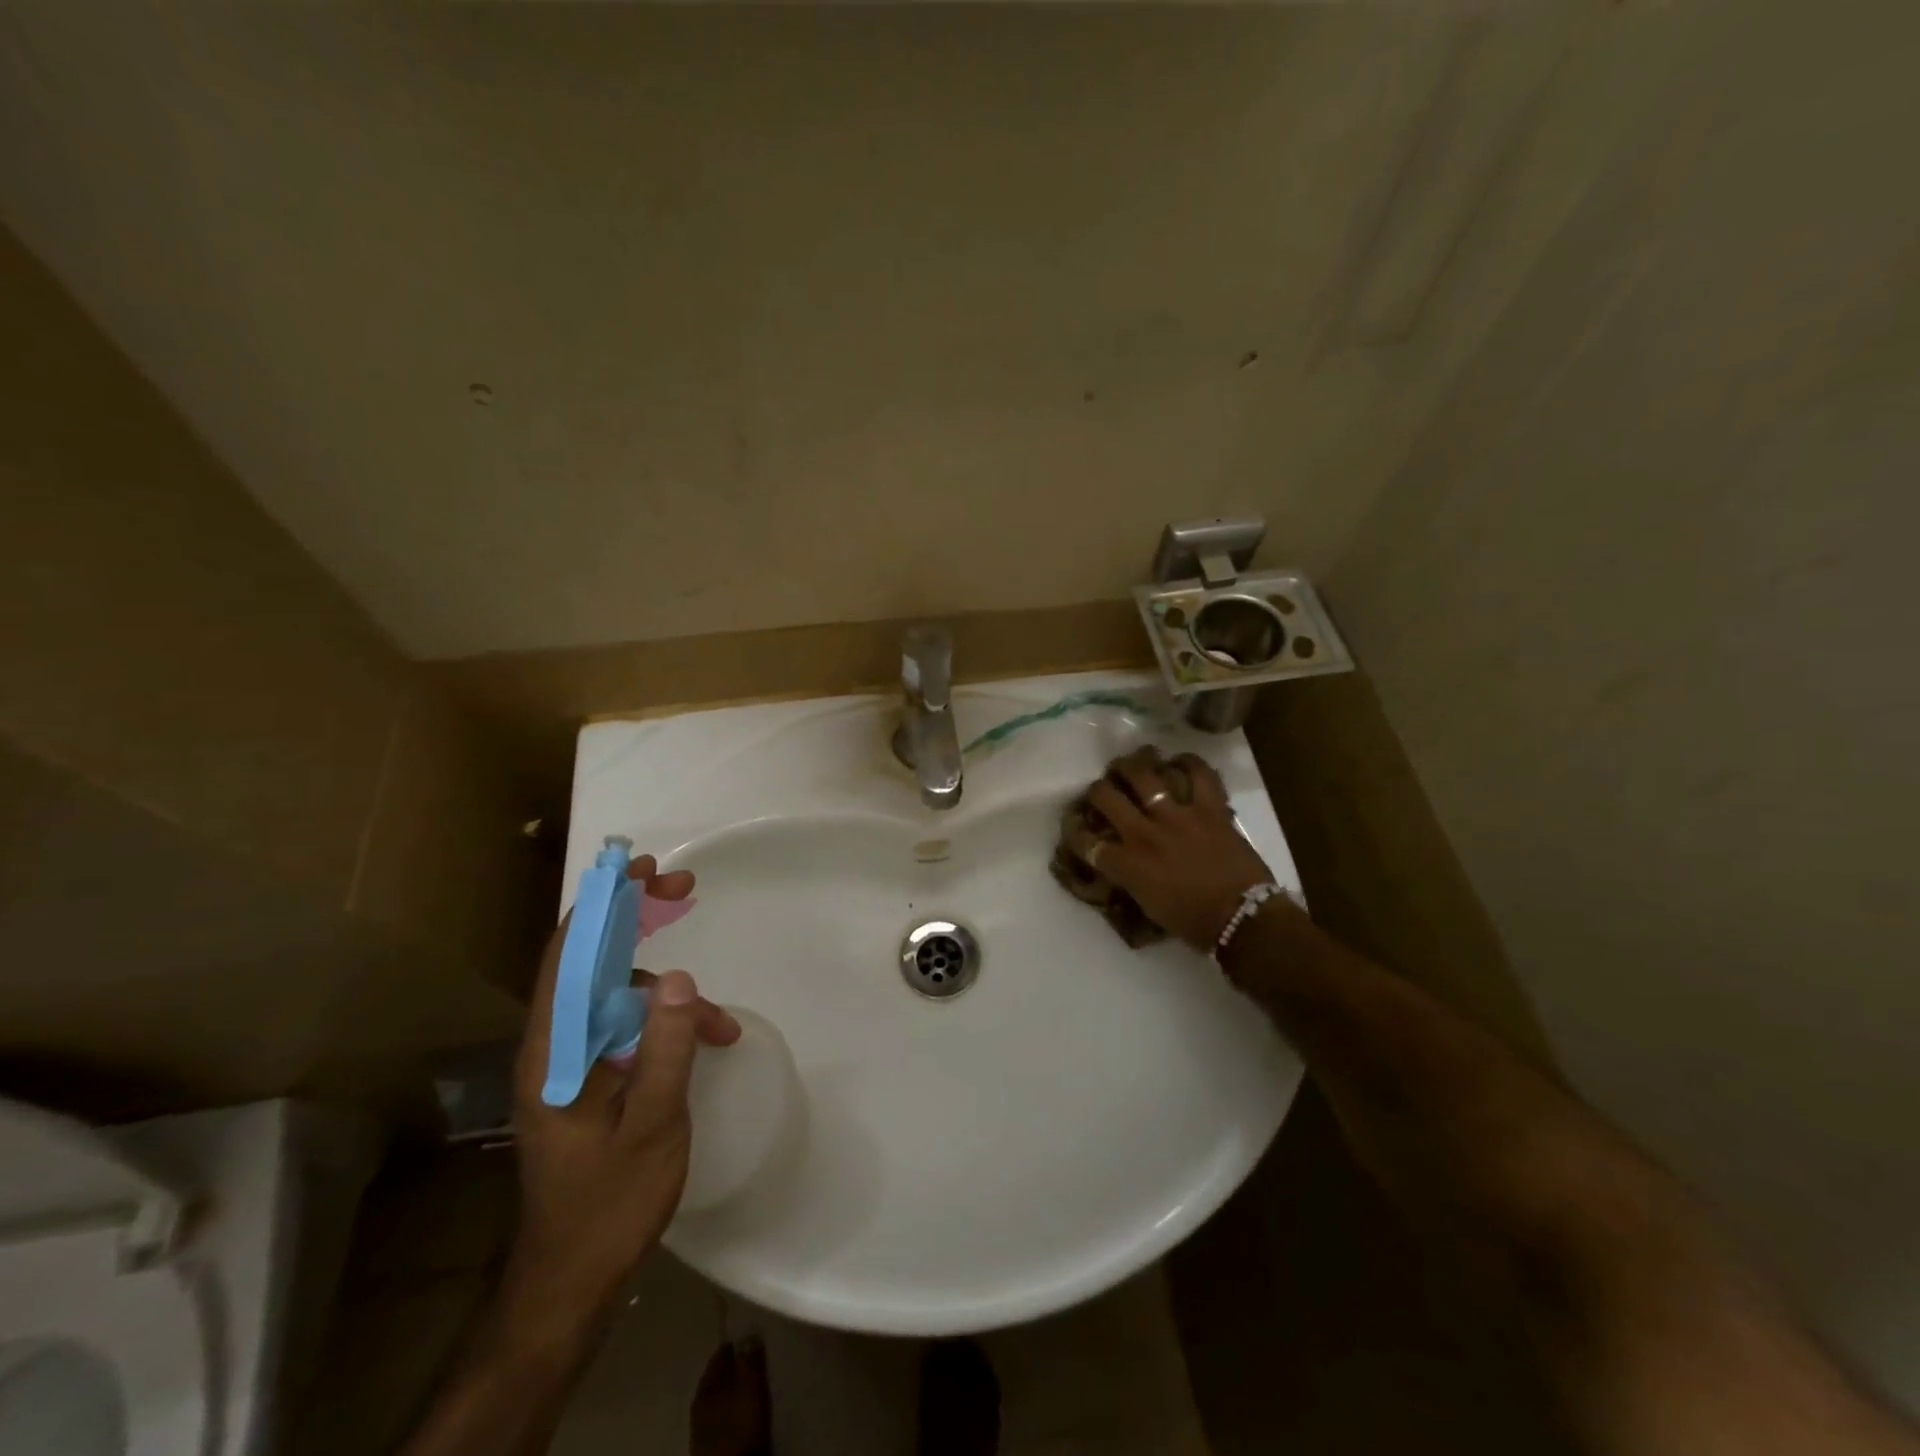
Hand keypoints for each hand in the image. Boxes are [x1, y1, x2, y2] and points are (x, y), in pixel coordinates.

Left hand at [504, 854, 740, 1334]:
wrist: (574, 1278)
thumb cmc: (608, 1202)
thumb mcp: (653, 1124)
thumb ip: (667, 1049)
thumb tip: (683, 979)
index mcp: (554, 1049)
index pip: (567, 954)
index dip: (601, 904)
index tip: (641, 871)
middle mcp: (555, 1044)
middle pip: (590, 959)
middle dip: (635, 920)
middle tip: (682, 890)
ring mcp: (573, 1061)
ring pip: (618, 995)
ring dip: (669, 992)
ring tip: (722, 1020)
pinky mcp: (592, 1077)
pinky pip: (631, 1029)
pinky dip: (669, 1025)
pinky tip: (710, 1043)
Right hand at [1078, 748, 1274, 951]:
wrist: (1244, 920)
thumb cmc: (1194, 923)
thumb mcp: (1148, 905)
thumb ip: (1130, 877)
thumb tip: (1123, 861)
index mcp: (1128, 864)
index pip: (1087, 841)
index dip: (1074, 830)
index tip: (1073, 825)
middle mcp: (1144, 834)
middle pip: (1106, 797)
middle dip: (1097, 790)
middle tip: (1102, 790)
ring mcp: (1178, 816)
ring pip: (1143, 775)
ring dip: (1131, 765)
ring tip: (1130, 763)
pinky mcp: (1209, 808)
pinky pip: (1198, 774)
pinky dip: (1188, 763)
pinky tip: (1180, 761)